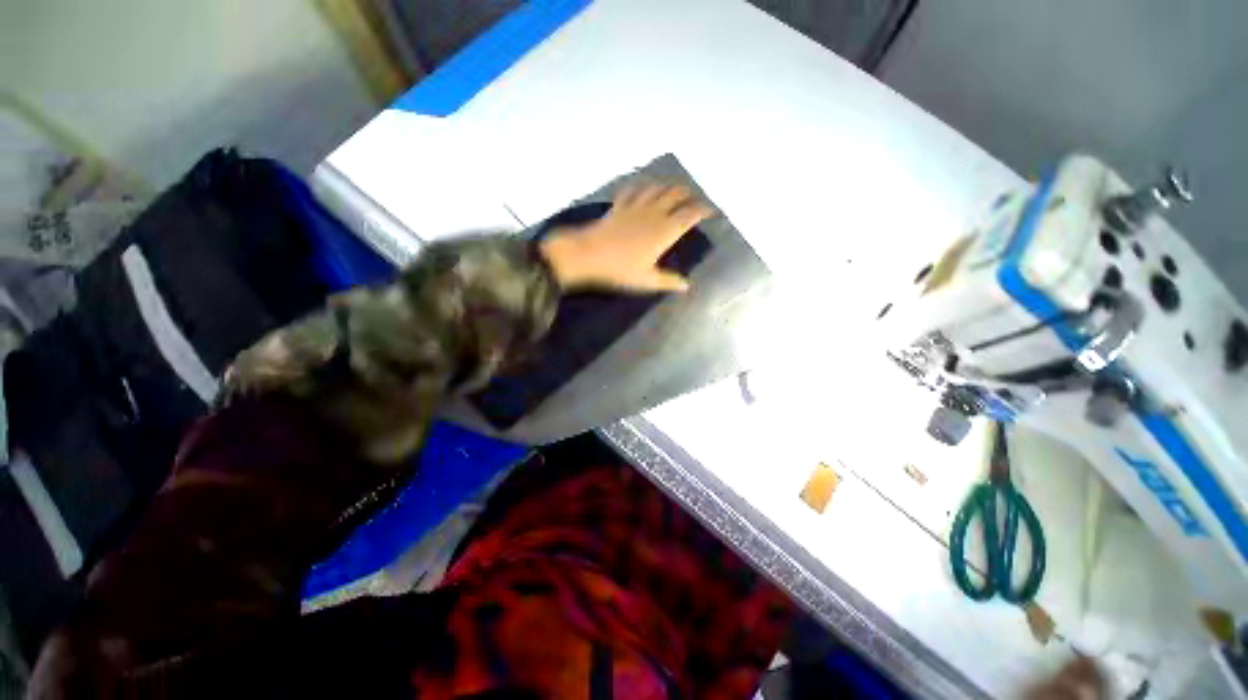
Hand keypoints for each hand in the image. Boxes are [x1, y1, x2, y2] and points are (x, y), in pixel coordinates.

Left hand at [540, 183, 713, 292]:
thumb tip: (686, 285)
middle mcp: (653, 213)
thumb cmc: (620, 270)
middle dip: (687, 194)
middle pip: (675, 194)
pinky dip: (641, 186)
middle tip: (692, 199)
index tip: (710, 211)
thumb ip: (668, 281)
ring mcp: (635, 206)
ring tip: (672, 190)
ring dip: (667, 187)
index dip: (703, 210)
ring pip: (656, 188)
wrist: (588, 255)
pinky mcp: (618, 206)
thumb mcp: (646, 280)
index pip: (690, 214)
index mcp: (664, 231)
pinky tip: (642, 188)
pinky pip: (633, 190)